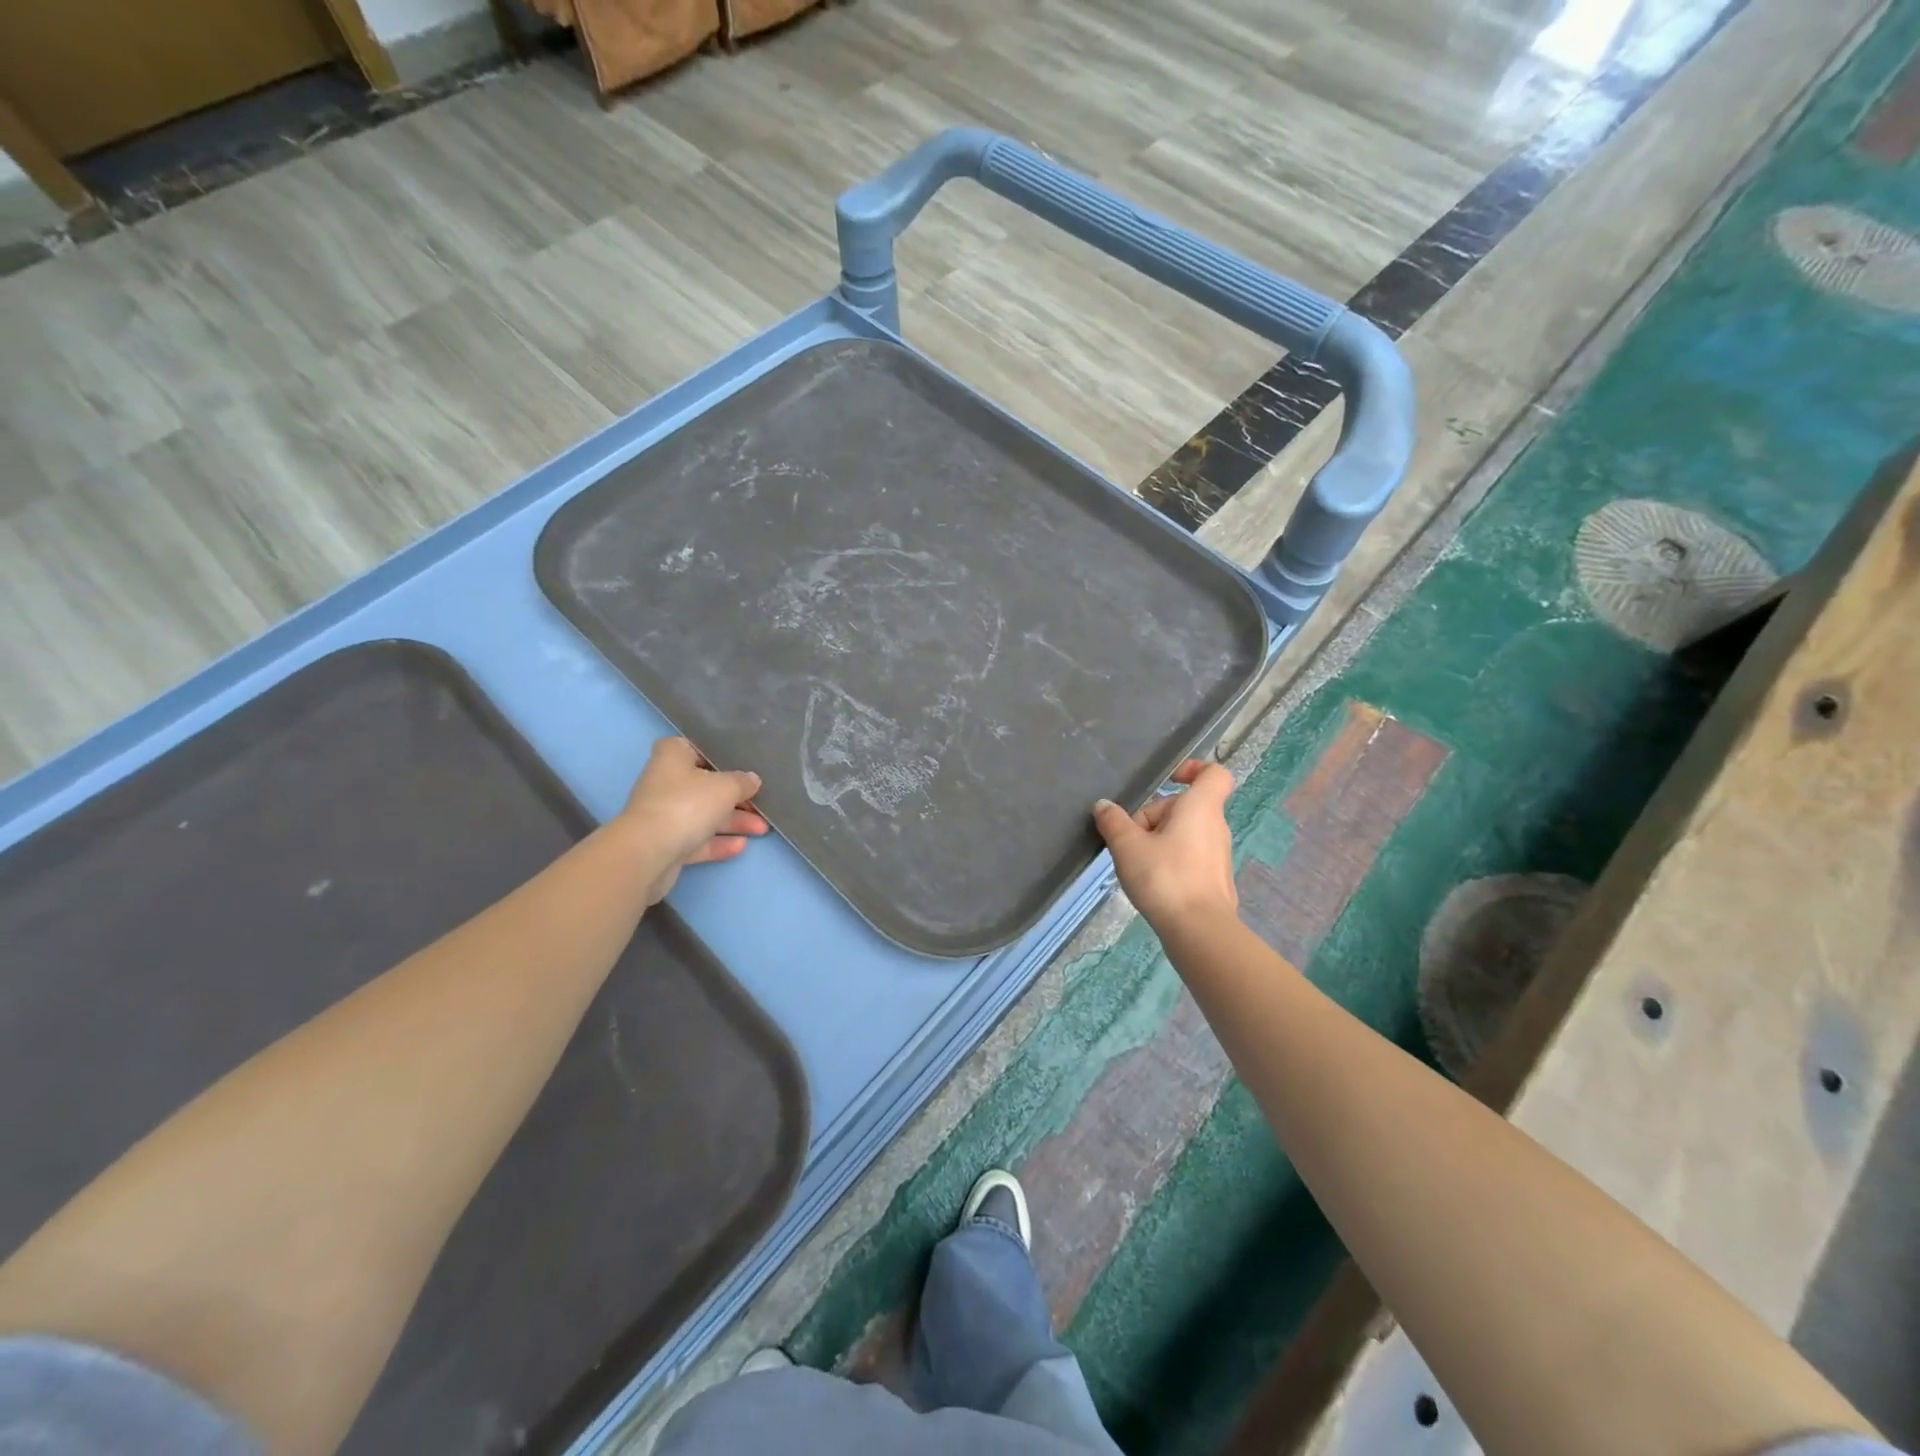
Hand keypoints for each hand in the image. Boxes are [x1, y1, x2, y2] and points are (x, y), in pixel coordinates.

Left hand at [616, 738, 767, 903]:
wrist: (648, 852)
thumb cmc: (687, 804)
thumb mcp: (726, 787)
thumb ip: (743, 782)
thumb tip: (752, 780)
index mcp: (673, 757)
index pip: (696, 748)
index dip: (720, 756)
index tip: (744, 764)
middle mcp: (665, 782)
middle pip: (706, 786)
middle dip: (736, 797)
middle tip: (762, 803)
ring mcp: (664, 814)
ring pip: (704, 815)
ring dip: (733, 821)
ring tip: (763, 829)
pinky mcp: (666, 843)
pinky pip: (697, 839)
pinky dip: (719, 842)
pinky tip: (742, 846)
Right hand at [1092, 759, 1238, 930]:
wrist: (1199, 931)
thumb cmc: (1165, 877)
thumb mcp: (1127, 846)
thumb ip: (1114, 822)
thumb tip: (1104, 805)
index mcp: (1201, 807)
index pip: (1213, 774)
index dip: (1192, 769)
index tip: (1167, 780)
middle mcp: (1215, 826)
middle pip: (1184, 806)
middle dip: (1154, 816)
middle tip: (1129, 838)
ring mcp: (1218, 855)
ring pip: (1184, 833)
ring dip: (1158, 840)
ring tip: (1134, 863)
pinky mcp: (1214, 879)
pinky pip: (1189, 856)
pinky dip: (1169, 861)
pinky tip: (1150, 882)